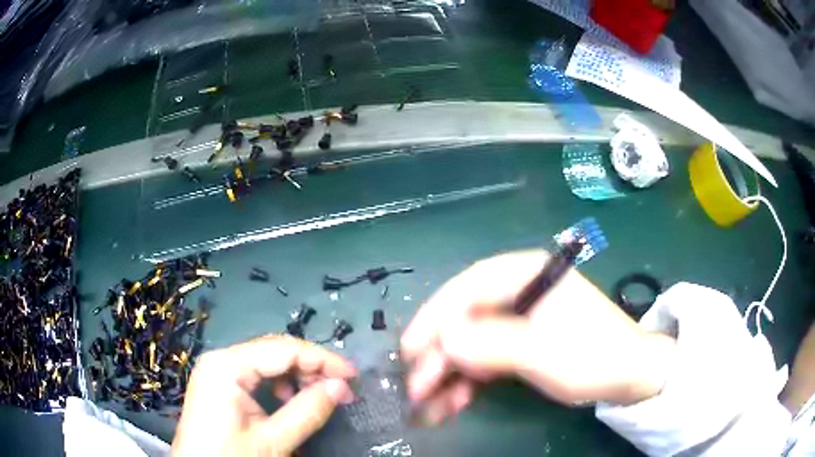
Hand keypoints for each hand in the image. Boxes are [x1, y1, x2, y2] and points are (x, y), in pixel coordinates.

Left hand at [172, 334, 356, 455]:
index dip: (322, 359)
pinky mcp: (219, 386)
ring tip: (319, 397)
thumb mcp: (273, 441)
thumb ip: (308, 411)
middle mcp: (220, 360)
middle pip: (274, 352)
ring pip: (266, 363)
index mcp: (226, 366)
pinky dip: (279, 386)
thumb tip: (341, 386)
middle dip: (310, 368)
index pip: (283, 349)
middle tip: (341, 389)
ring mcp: (217, 372)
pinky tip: (290, 402)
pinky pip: (255, 376)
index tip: (353, 375)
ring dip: (296, 377)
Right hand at [401, 250, 675, 423]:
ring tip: (429, 404)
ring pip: (471, 342)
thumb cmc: (593, 356)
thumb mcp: (542, 351)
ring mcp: (518, 319)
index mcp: (527, 274)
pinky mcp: (520, 343)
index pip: (468, 287)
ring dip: (449, 373)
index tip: (411, 349)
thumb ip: (491, 344)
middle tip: (416, 387)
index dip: (435, 317)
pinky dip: (467, 380)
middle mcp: (518, 290)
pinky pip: (485, 358)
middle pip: (465, 316)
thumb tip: (442, 340)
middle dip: (439, 354)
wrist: (630, 376)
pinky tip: (453, 402)